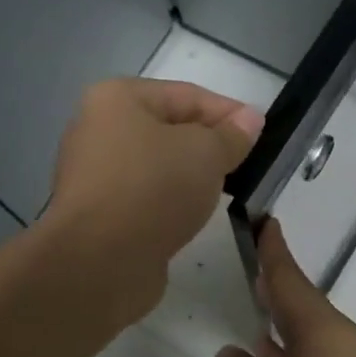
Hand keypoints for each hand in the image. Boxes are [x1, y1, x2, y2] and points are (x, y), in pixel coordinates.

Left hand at [43, 78, 263, 319]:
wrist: (101, 261)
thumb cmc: (154, 189)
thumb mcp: (207, 152)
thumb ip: (232, 134)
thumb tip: (250, 119)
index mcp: (116, 98)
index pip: (186, 95)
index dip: (228, 112)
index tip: (261, 134)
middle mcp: (97, 129)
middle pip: (169, 129)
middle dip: (209, 144)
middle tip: (246, 163)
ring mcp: (94, 174)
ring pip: (158, 165)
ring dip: (190, 175)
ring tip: (225, 190)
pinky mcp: (98, 213)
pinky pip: (145, 196)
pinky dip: (170, 201)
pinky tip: (192, 214)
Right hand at [215, 221, 355, 356]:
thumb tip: (237, 355)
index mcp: (328, 337)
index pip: (293, 282)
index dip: (274, 252)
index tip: (265, 222)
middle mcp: (347, 349)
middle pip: (304, 305)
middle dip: (278, 284)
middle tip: (252, 259)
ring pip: (310, 337)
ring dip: (282, 322)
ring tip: (254, 303)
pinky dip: (291, 356)